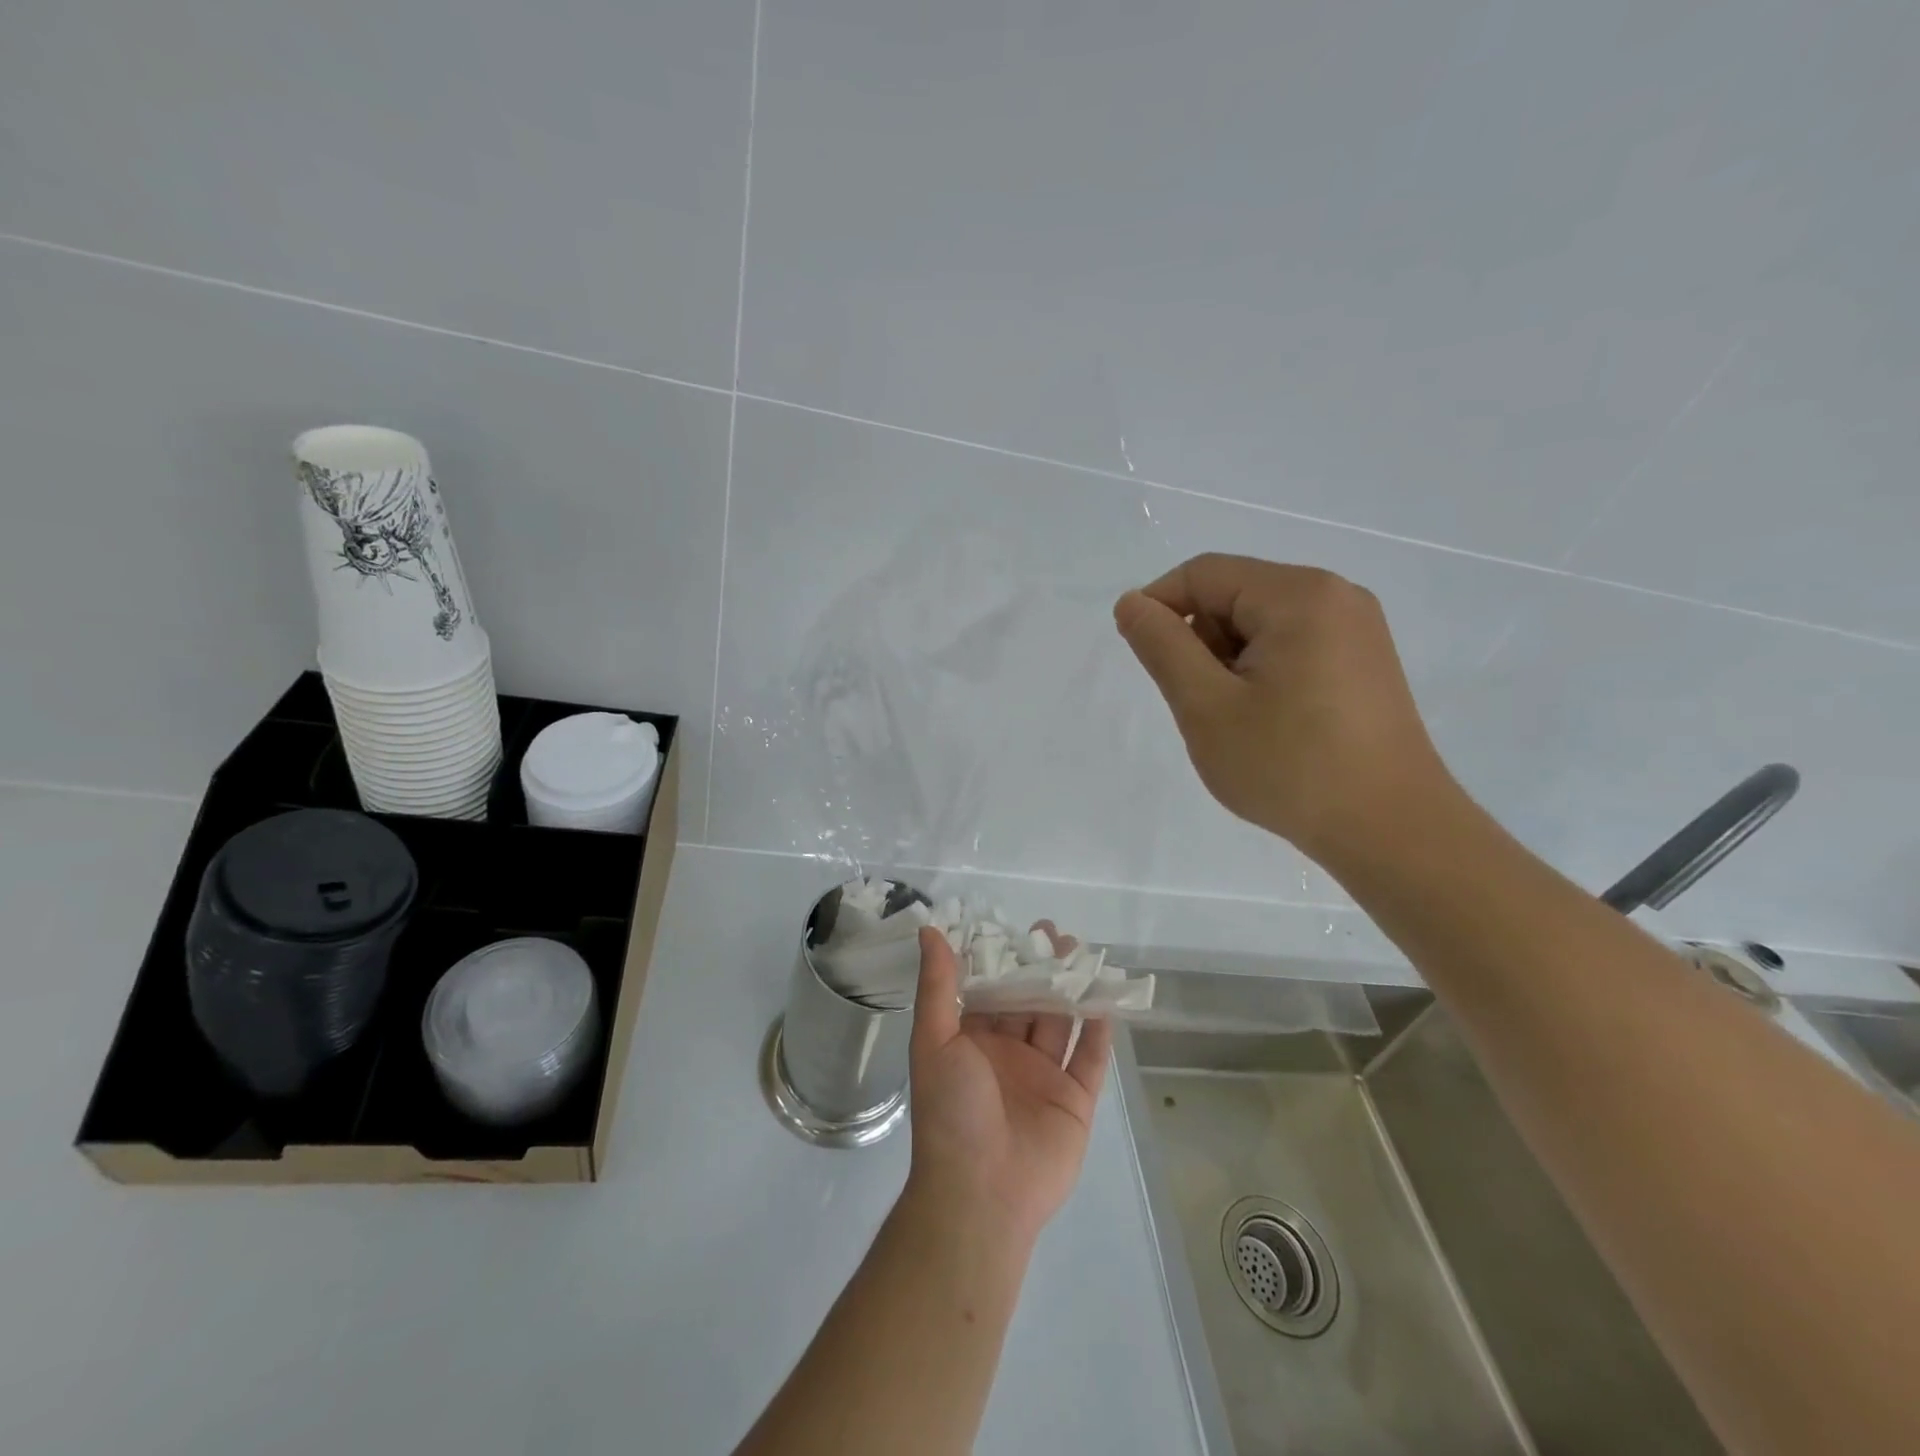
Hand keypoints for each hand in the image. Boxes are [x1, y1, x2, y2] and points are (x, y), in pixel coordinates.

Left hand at [905, 924, 1112, 1246]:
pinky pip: (1091, 1058)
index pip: (989, 989)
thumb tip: (930, 930)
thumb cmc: (951, 1110)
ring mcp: (1043, 1077)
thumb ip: (937, 985)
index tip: (1014, 926)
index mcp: (971, 1041)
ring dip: (1070, 988)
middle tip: (1054, 932)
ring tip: (1081, 951)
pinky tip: (1105, 998)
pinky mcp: (1075, 1100)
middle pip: (1029, 1000)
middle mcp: (1008, 1053)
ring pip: (1061, 1022)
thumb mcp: (934, 1040)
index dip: (1002, 958)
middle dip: (1040, 967)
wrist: (981, 1193)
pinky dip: (1099, 1030)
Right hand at [1113, 553, 1457, 862]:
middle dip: (1200, 641)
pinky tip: (1267, 722)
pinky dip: (1261, 672)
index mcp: (1298, 595)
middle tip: (1199, 704)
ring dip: (1228, 661)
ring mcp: (1357, 630)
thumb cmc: (1289, 766)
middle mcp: (1335, 596)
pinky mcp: (1364, 662)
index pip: (1204, 573)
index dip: (1159, 606)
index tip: (1141, 657)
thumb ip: (1162, 646)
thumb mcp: (1206, 706)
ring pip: (1262, 624)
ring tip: (1235, 721)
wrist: (1390, 830)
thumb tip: (1131, 603)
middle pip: (1236, 595)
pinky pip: (1293, 645)